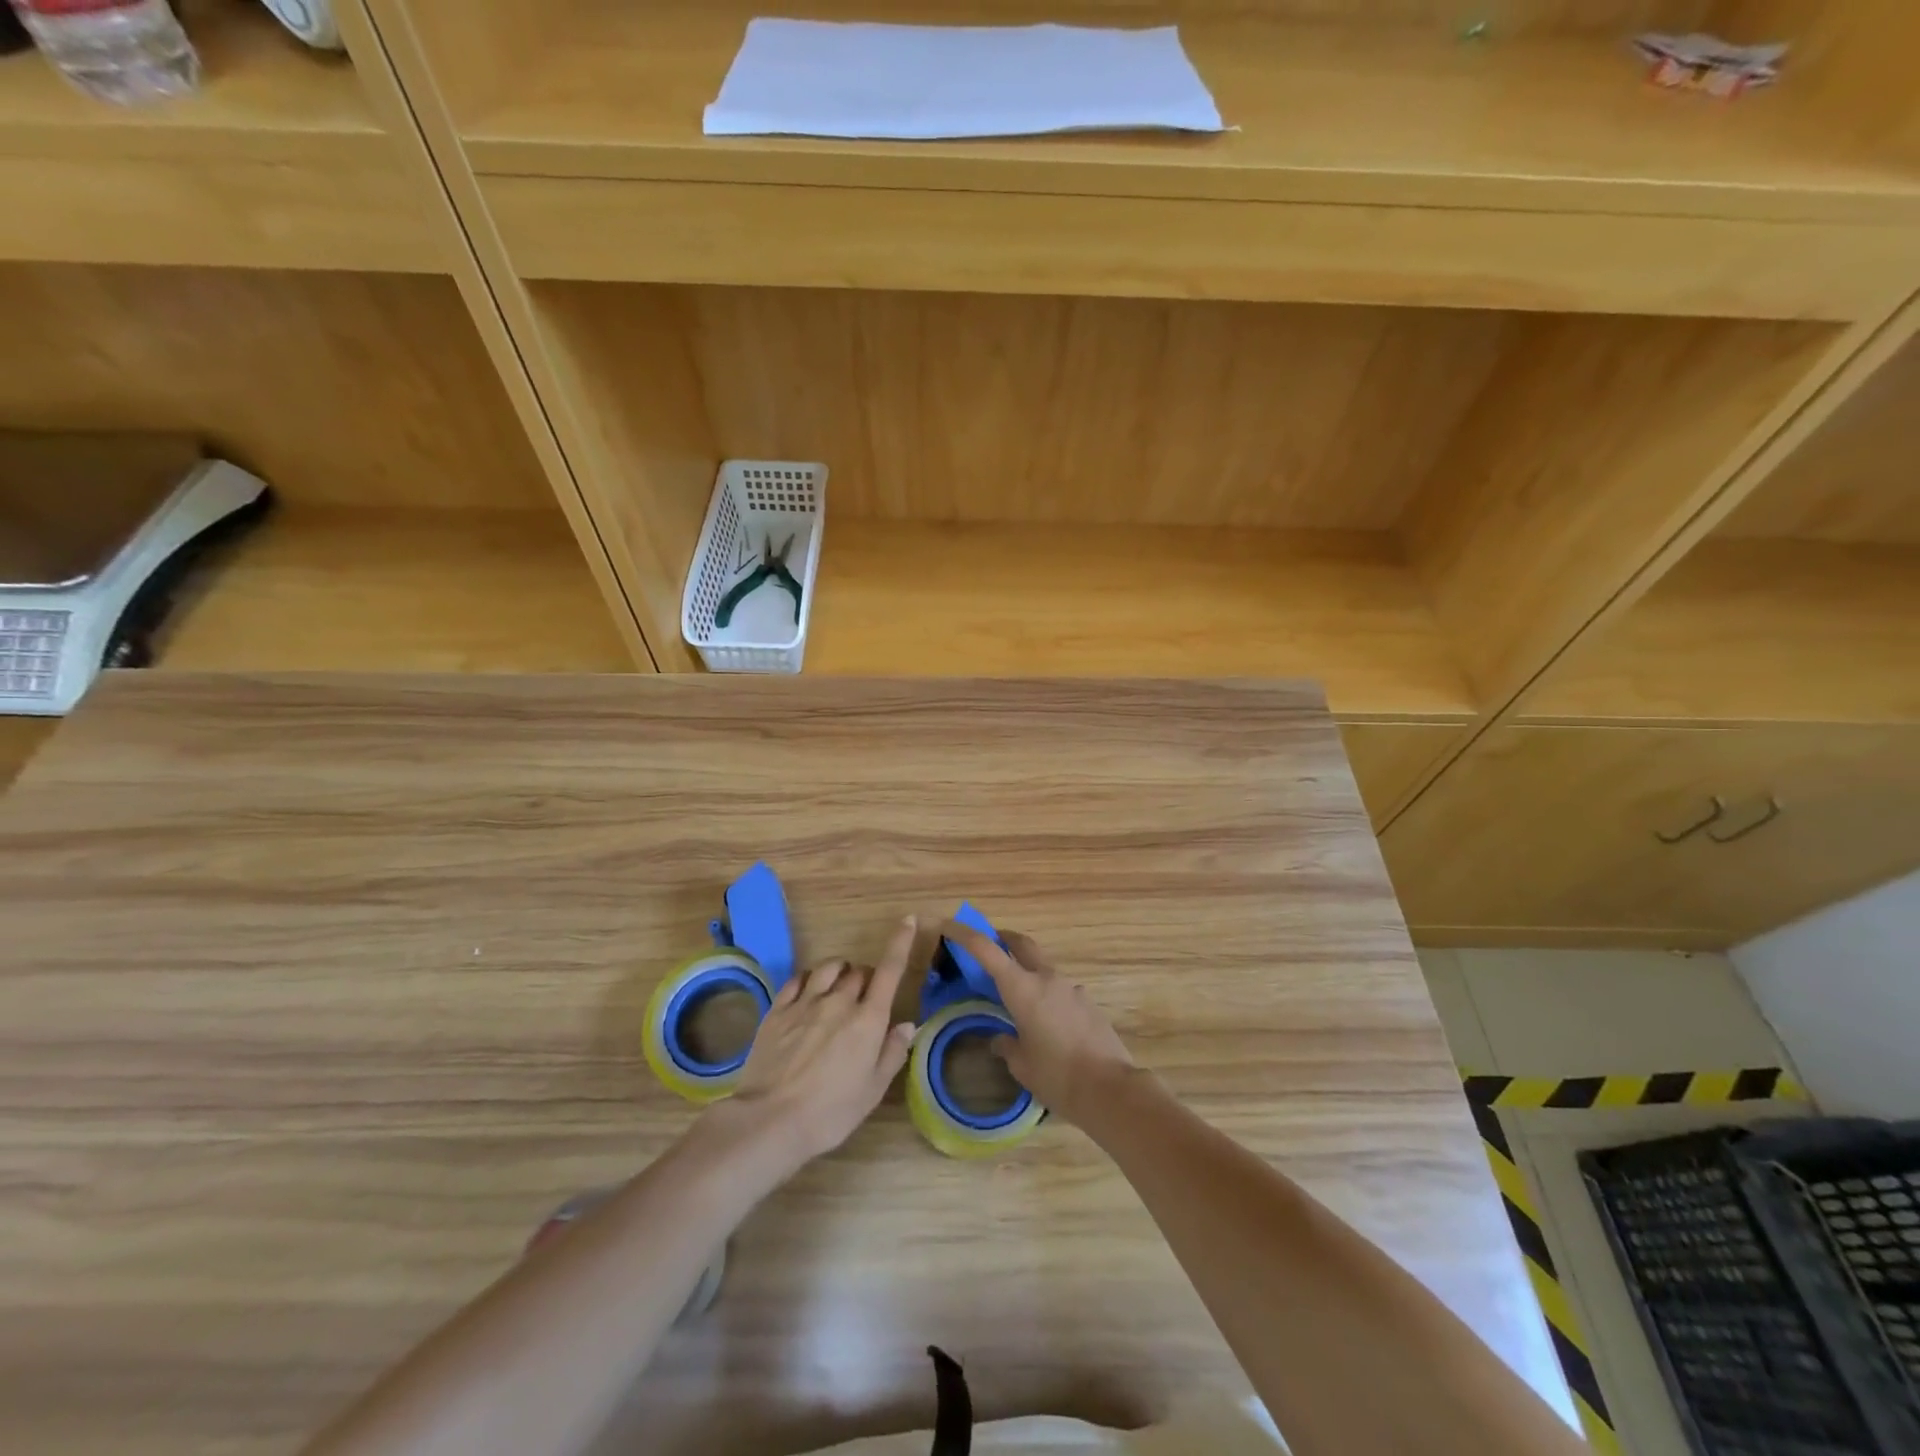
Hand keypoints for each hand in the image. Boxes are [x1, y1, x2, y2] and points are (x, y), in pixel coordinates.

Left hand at [725, 918, 917, 1164]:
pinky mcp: (778, 1010)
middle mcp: (839, 1002)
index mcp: (868, 1020)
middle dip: (867, 980)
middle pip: (859, 972)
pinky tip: (808, 992)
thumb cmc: (830, 1112)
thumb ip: (892, 1053)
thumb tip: (907, 1024)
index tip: (909, 920)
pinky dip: (809, 979)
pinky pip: (798, 979)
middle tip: (864, 1002)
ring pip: (829, 968)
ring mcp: (805, 1002)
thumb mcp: (872, 1091)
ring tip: (837, 989)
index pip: (890, 970)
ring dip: (840, 973)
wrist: (770, 1120)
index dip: (901, 942)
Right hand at [941, 924, 1136, 1126]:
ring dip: (1027, 971)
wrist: (1111, 1089)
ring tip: (1018, 1000)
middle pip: (1021, 943)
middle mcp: (1047, 979)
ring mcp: (1072, 988)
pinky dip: (1047, 995)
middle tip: (988, 947)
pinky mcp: (1088, 1003)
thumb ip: (1006, 1045)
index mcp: (1023, 988)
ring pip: (1043, 967)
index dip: (965, 934)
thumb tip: (1000, 1039)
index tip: (949, 925)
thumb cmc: (1057, 1076)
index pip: (987, 949)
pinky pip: (1061, 990)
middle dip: (1002, 938)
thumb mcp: (1022, 1065)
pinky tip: (1047, 1024)